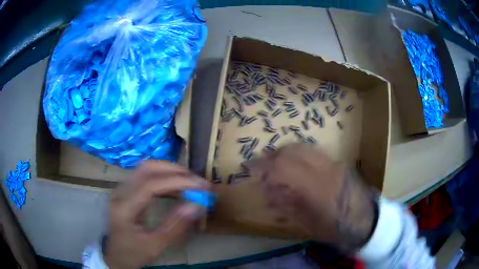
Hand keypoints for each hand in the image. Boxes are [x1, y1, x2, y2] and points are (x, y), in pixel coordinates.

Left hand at [104, 161, 209, 268]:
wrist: (115, 254)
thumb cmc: (134, 253)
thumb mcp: (156, 245)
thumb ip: (176, 225)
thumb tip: (197, 205)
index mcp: (124, 208)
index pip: (150, 184)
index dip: (177, 182)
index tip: (201, 187)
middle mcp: (120, 192)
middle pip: (147, 168)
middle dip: (175, 171)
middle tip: (197, 181)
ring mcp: (121, 189)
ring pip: (146, 168)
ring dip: (170, 172)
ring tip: (190, 183)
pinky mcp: (126, 190)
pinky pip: (145, 176)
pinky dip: (163, 178)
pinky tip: (176, 188)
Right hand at [248, 144, 376, 251]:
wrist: (365, 219)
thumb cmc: (335, 228)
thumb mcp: (308, 224)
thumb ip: (286, 205)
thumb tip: (267, 190)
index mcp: (316, 190)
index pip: (283, 169)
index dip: (263, 167)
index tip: (249, 169)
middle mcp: (324, 170)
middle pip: (291, 152)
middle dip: (271, 156)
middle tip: (260, 165)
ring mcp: (332, 163)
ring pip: (302, 147)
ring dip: (283, 152)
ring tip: (274, 161)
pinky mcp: (337, 161)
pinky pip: (312, 150)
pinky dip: (296, 152)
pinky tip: (292, 161)